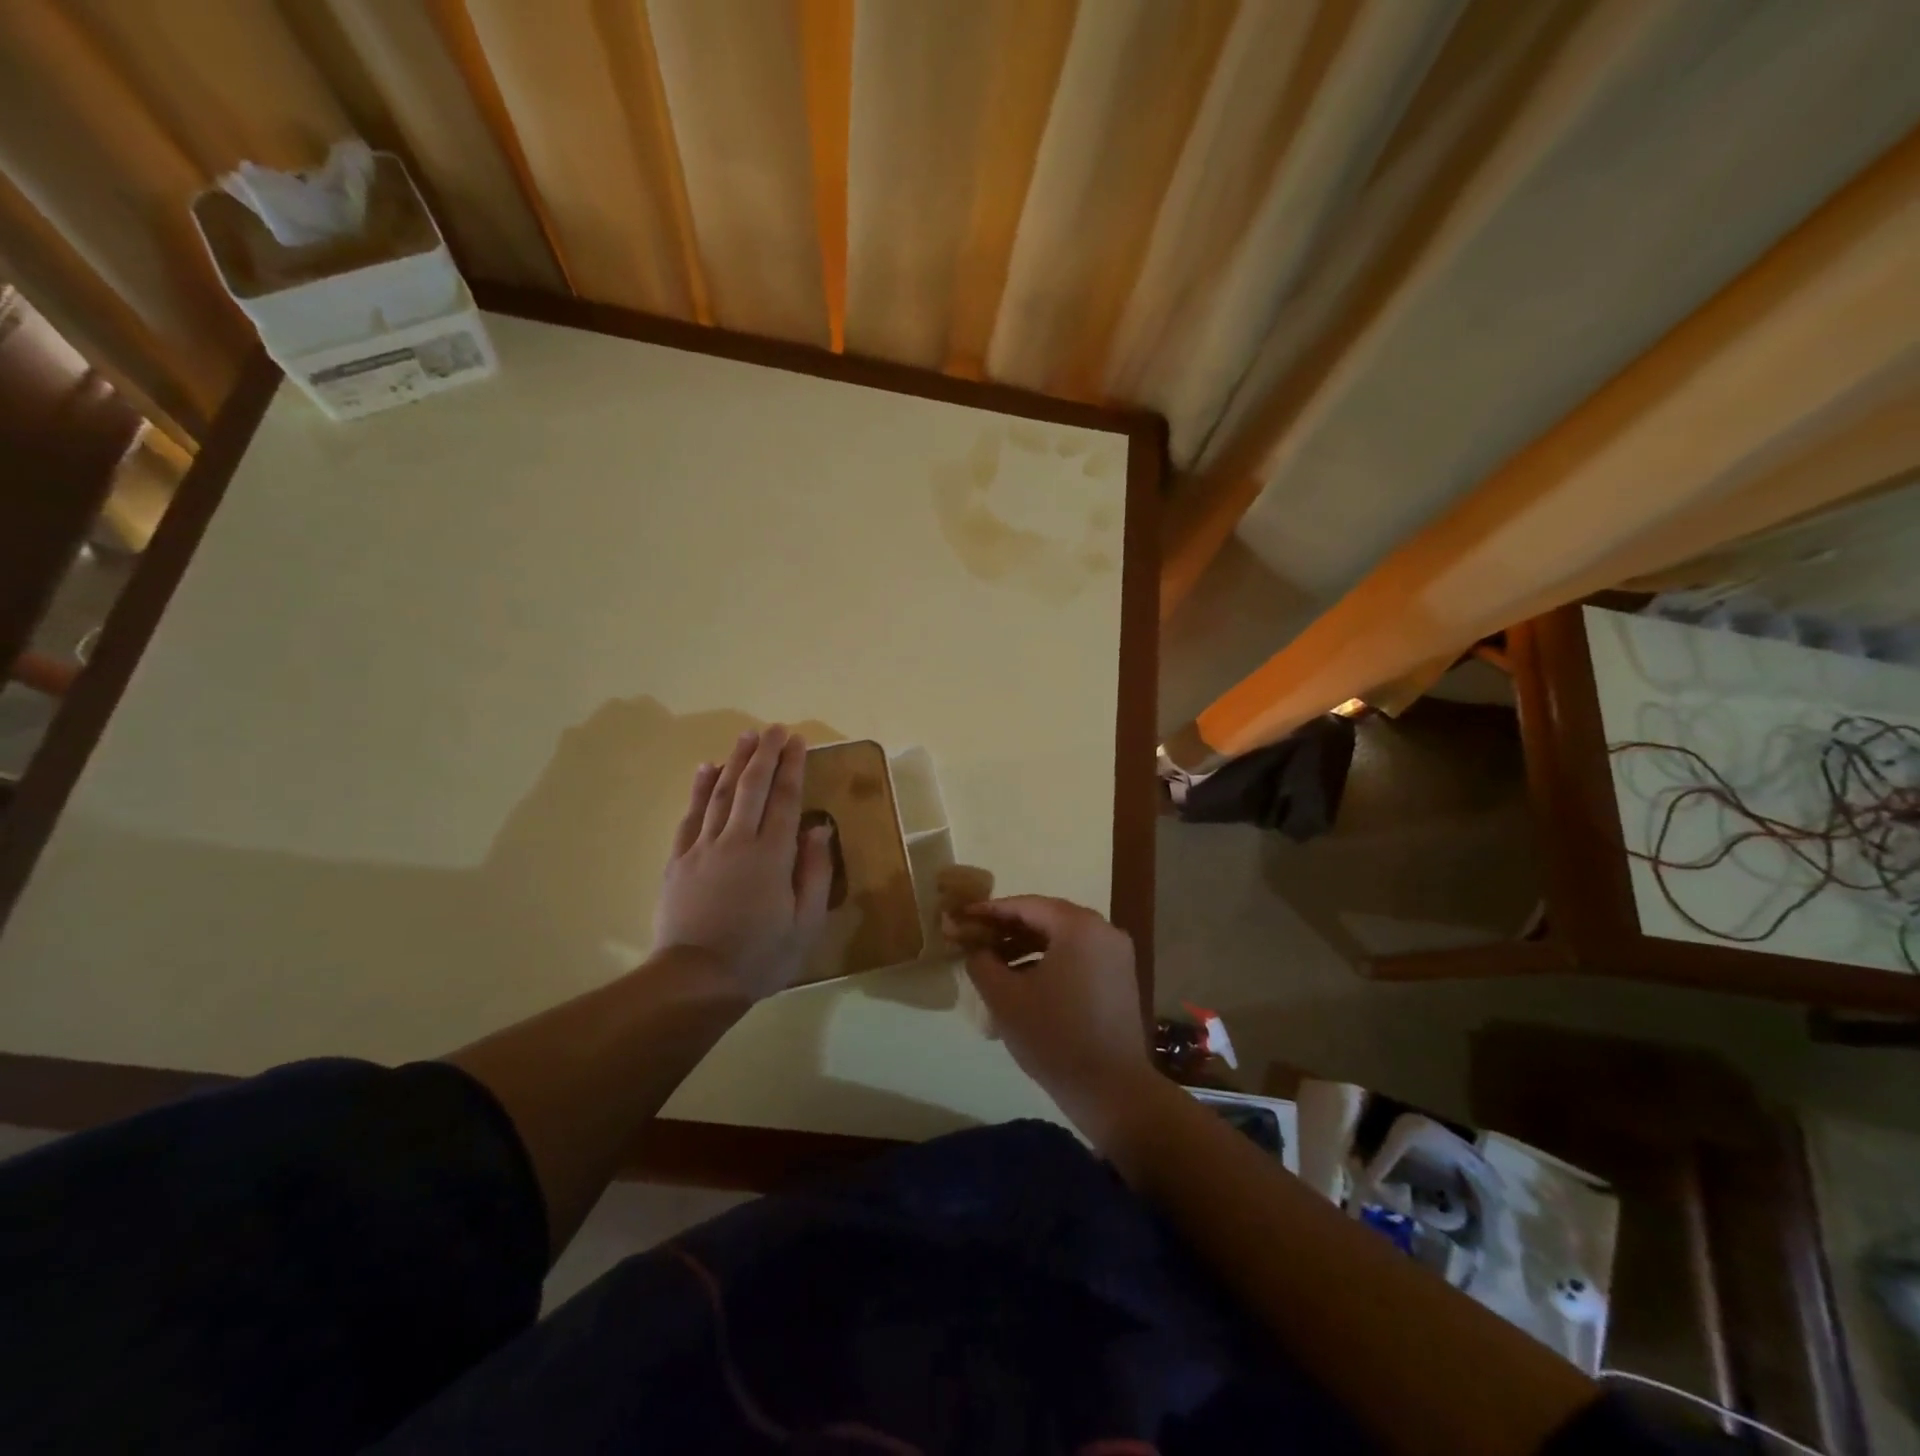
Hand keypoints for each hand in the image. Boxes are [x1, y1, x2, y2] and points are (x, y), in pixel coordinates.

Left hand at [654, 726, 833, 1000]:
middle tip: (775, 729)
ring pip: (720, 793)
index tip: (798, 741)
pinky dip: (699, 788)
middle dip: (766, 754)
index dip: (793, 767)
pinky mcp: (679, 859)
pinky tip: (706, 769)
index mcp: (772, 855)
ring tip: (747, 736)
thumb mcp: (805, 922)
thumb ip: (814, 871)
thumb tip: (819, 827)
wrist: (695, 980)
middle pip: (753, 787)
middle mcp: (737, 840)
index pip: (786, 799)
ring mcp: (703, 847)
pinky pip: (691, 815)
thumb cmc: (760, 955)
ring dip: (735, 761)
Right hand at [956, 896, 1155, 1140]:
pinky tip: (1023, 981)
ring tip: (993, 962)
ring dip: (1026, 945)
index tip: (963, 917)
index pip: (1026, 905)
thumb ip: (981, 962)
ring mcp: (1116, 954)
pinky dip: (1049, 960)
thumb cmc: (1054, 1037)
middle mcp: (1104, 930)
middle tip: (974, 937)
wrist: (1112, 1089)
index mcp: (1079, 926)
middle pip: (1046, 918)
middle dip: (1007, 928)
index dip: (990, 910)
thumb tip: (973, 947)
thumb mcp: (1005, 998)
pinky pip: (1077, 956)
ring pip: (1062, 938)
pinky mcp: (1119, 978)